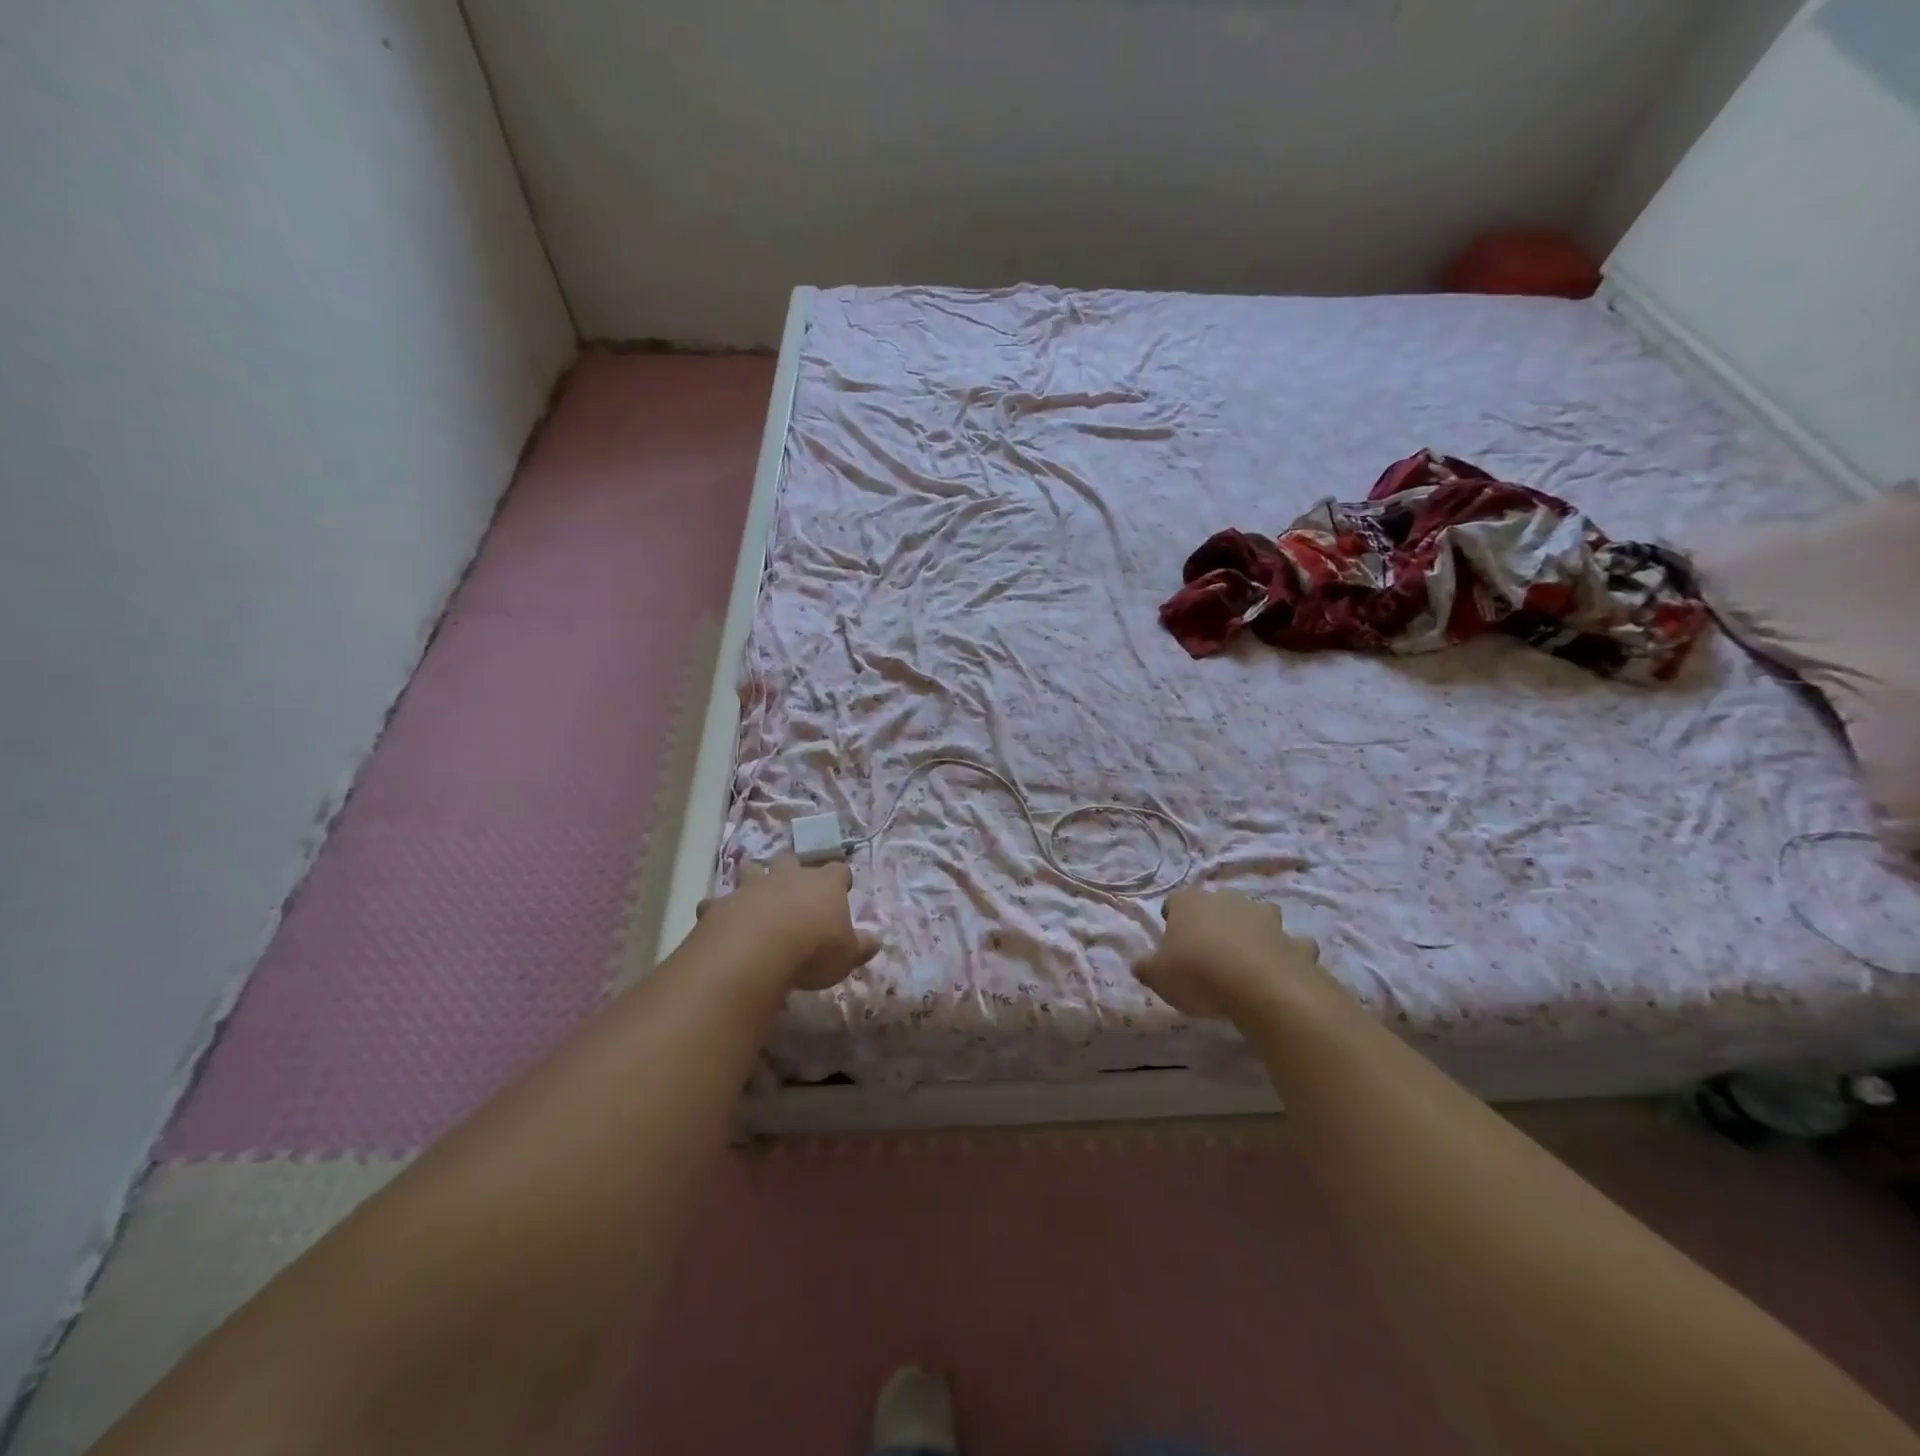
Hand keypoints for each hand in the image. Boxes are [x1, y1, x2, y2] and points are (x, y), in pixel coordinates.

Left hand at [697, 854, 879, 991]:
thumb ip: (862, 945)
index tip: (842, 889)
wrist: (757, 951)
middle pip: (791, 860)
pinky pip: (717, 902)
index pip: (838, 870)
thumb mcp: (847, 955)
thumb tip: (876, 940)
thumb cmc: (813, 950)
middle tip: (793, 888)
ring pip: (752, 869)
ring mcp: (752, 887)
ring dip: (753, 879)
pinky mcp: (722, 904)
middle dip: (792, 870)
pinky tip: (722, 923)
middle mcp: (788, 877)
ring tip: (755, 896)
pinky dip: (720, 910)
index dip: (840, 879)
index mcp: (824, 884)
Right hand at [1133, 886, 1330, 1019]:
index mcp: (1191, 902)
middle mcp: (1228, 900)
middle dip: (1215, 921)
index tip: (1171, 940)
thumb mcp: (1158, 976)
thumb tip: (1140, 965)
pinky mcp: (1295, 942)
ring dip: (1254, 932)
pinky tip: (1282, 973)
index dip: (1173, 918)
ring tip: (1247, 959)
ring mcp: (1266, 918)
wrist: (1261, 988)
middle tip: (1208, 951)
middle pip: (1218, 904)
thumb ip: (1147, 967)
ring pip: (1258, 917)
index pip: (1176, 901)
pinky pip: (1292, 945)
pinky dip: (1288, 954)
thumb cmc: (1198, 974)